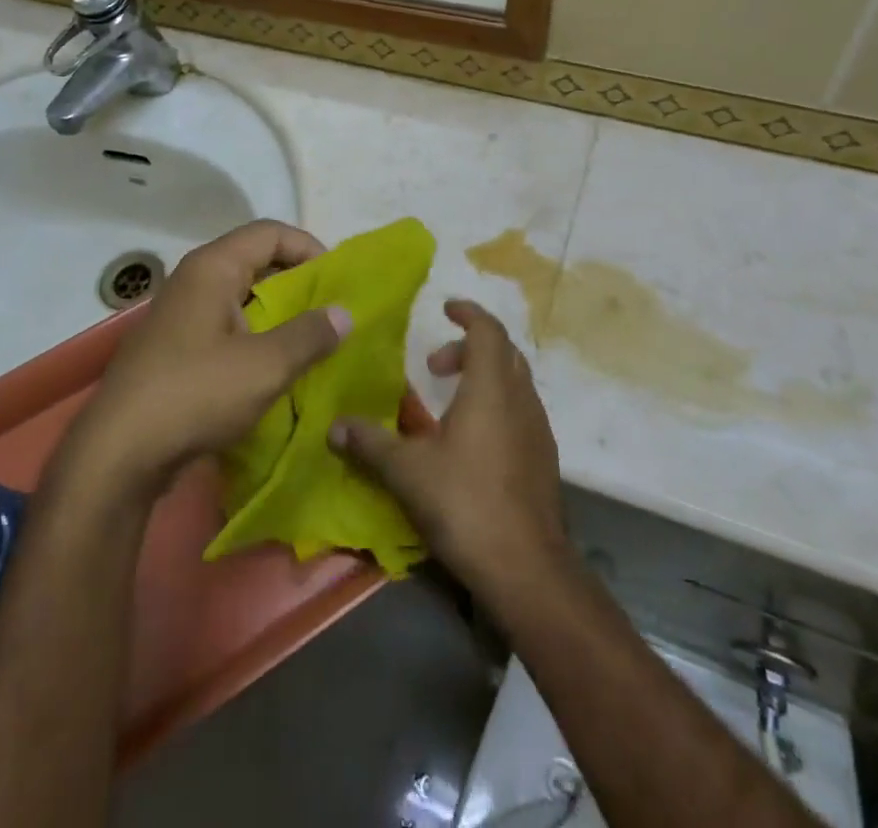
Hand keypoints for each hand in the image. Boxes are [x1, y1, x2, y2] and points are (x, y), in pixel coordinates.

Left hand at [66, 220, 350, 497]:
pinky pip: (225, 327)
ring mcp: (180, 315)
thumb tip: (343, 313)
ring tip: (311, 341)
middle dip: (297, 282)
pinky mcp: (174, 349)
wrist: (117, 455)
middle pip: (255, 261)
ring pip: (241, 298)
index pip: (271, 233)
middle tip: (331, 311)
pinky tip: (274, 369)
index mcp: (212, 268)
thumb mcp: (265, 366)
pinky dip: (254, 337)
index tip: (338, 281)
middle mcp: (193, 280)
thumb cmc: (194, 394)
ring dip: (277, 314)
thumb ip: (309, 335)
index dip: (310, 248)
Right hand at [331, 299, 564, 595]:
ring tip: (448, 402)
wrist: (527, 568)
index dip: (468, 312)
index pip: (488, 330)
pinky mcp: (544, 460)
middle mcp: (521, 400)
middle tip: (435, 365)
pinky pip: (520, 411)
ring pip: (514, 382)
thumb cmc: (465, 503)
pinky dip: (496, 405)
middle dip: (469, 348)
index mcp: (491, 388)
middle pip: (503, 352)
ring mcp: (538, 430)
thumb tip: (333, 426)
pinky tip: (470, 440)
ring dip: (483, 377)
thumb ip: (370, 443)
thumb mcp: (407, 471)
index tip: (446, 308)